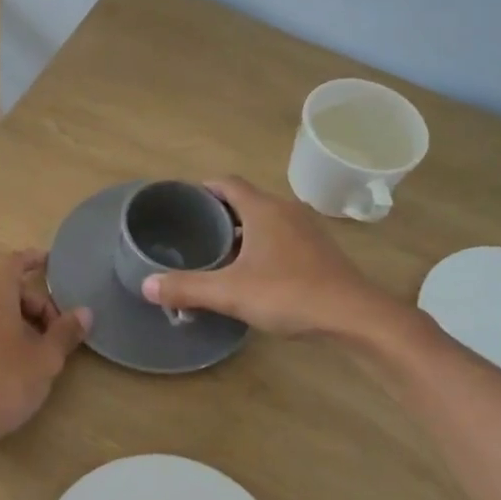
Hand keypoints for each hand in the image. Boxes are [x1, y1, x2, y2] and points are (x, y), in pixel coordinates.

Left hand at [0, 251, 90, 453]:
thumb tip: (84, 312)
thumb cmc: (6, 381)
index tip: (49, 263)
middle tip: (53, 335)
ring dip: (11, 323)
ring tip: (29, 351)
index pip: (15, 263)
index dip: (34, 260)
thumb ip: (66, 331)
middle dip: (32, 307)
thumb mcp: (46, 358)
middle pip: (5, 291)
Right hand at [141, 176, 388, 337]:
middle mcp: (286, 210)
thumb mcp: (230, 293)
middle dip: (218, 213)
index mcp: (263, 209)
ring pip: (265, 221)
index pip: (227, 183)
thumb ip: (187, 288)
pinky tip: (252, 273)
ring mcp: (307, 230)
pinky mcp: (320, 251)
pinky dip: (262, 246)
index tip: (182, 203)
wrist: (354, 316)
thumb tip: (146, 285)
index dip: (203, 188)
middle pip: (246, 201)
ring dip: (242, 232)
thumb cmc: (289, 294)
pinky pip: (282, 238)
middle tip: (192, 233)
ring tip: (217, 254)